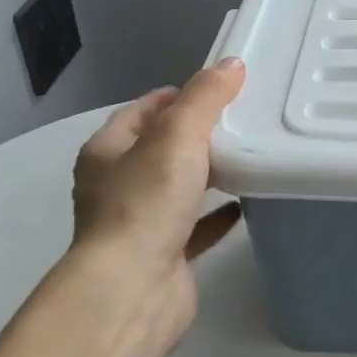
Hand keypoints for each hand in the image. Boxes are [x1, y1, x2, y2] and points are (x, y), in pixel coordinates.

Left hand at [69, 58, 245, 338]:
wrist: (132, 291)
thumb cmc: (145, 203)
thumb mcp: (177, 136)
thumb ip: (205, 97)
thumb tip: (231, 65)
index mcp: (107, 153)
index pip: (141, 111)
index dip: (174, 96)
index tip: (215, 88)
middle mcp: (116, 186)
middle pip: (159, 148)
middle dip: (196, 134)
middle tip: (240, 118)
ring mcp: (138, 224)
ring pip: (177, 187)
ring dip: (207, 173)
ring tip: (248, 153)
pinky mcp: (163, 255)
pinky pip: (195, 226)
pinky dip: (218, 213)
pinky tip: (247, 202)